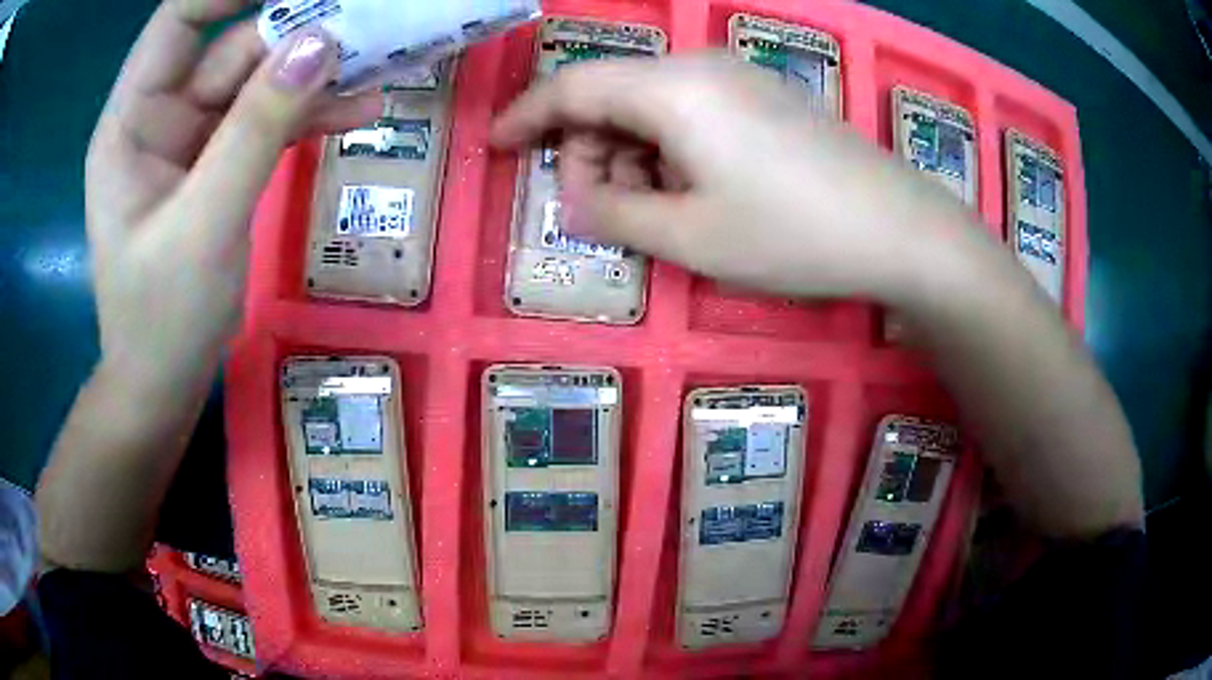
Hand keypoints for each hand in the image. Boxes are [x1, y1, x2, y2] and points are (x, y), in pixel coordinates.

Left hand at [85, 0, 379, 393]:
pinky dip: (311, 114)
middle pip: (232, 48)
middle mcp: (161, 116)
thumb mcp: (203, 225)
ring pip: (259, 82)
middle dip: (297, 34)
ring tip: (382, 68)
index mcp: (131, 121)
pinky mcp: (219, 164)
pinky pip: (269, 120)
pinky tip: (359, 112)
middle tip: (370, 26)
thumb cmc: (162, 320)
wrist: (164, 386)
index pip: (179, 20)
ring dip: (315, 75)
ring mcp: (192, 140)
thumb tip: (320, 44)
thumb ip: (256, 130)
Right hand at [491, 54, 977, 301]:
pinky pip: (689, 111)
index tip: (495, 147)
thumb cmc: (792, 235)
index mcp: (670, 89)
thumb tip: (573, 199)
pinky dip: (668, 149)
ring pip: (649, 105)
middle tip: (599, 213)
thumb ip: (613, 214)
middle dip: (587, 151)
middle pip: (610, 95)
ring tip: (652, 213)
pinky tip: (691, 190)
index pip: (570, 88)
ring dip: (629, 154)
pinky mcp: (762, 98)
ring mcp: (736, 78)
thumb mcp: (688, 237)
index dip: (524, 117)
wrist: (899, 228)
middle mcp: (697, 67)